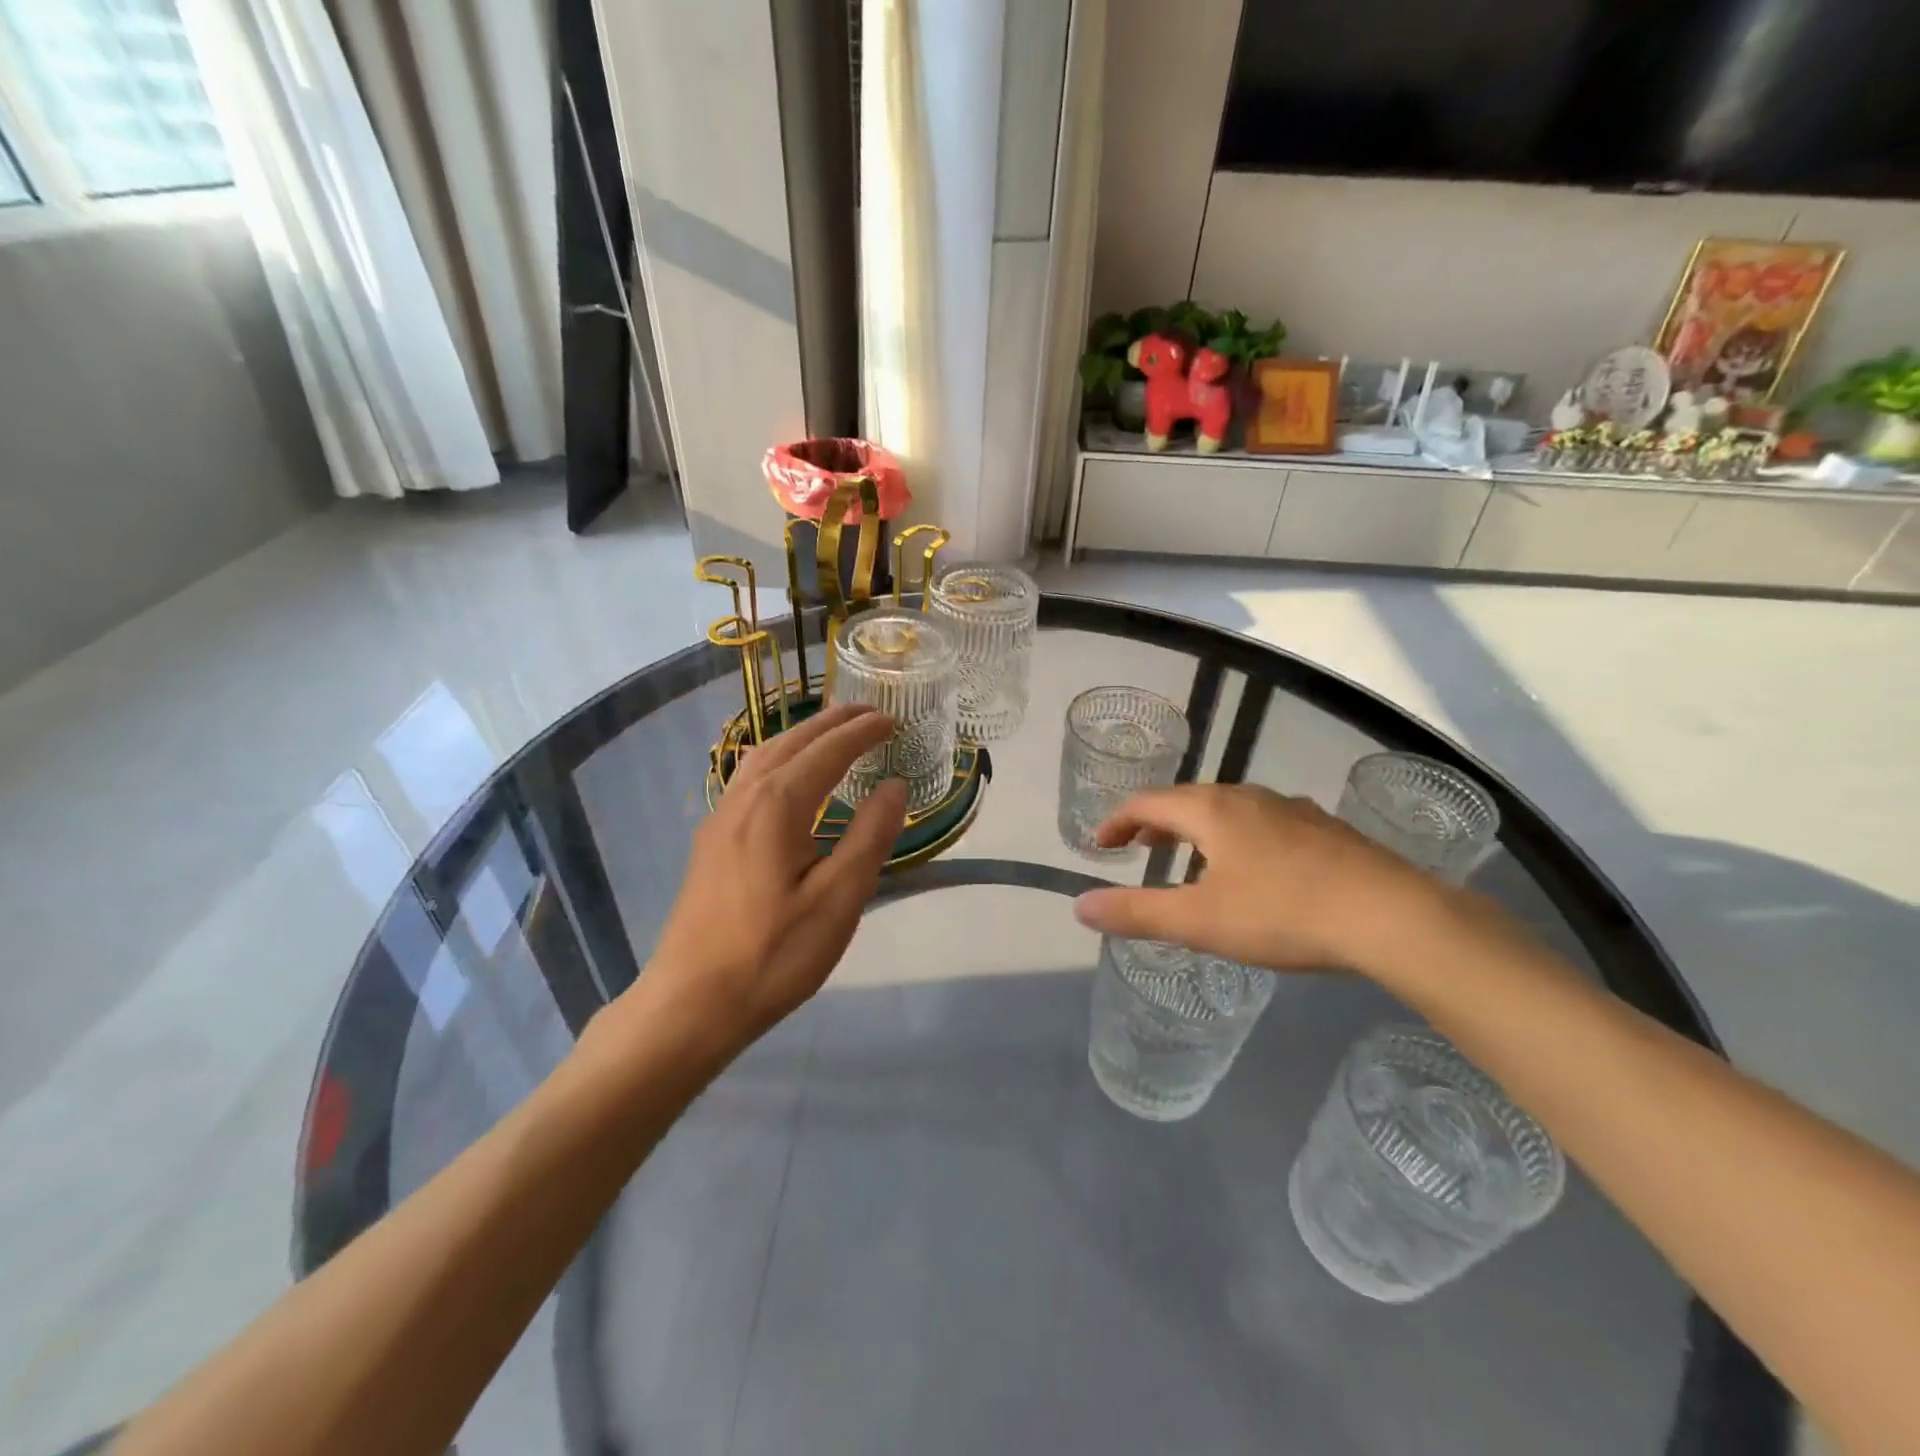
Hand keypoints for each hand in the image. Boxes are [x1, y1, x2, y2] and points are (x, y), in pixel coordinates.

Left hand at [631, 704, 908, 1051]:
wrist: (691, 1002)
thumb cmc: (773, 954)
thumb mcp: (838, 899)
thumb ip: (869, 836)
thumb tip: (895, 785)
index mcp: (778, 805)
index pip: (828, 751)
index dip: (862, 732)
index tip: (893, 720)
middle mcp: (745, 798)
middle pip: (792, 743)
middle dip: (832, 723)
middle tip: (870, 713)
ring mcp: (721, 818)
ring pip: (765, 756)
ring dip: (803, 736)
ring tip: (834, 733)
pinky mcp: (712, 840)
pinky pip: (749, 777)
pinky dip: (780, 758)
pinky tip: (789, 778)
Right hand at [1071, 783, 1449, 976]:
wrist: (1391, 915)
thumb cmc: (1283, 913)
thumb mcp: (1199, 921)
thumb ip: (1137, 912)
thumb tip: (1080, 905)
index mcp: (1212, 810)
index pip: (1148, 803)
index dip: (1118, 821)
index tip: (1100, 844)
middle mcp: (1248, 797)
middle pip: (1188, 800)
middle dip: (1156, 823)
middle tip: (1139, 847)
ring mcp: (1291, 809)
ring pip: (1228, 809)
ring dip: (1197, 828)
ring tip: (1191, 856)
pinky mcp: (1324, 829)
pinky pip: (1263, 822)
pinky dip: (1236, 836)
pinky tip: (1254, 867)